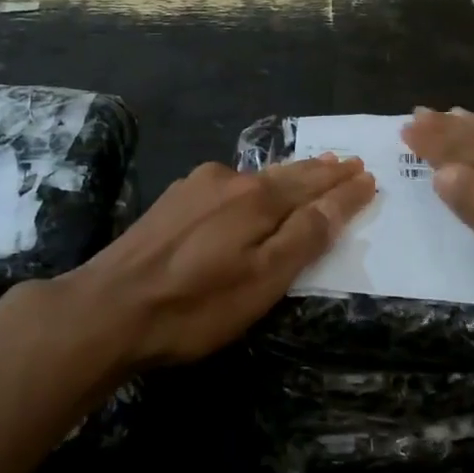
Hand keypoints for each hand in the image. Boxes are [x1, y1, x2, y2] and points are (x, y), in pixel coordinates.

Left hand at [59, 155, 375, 368]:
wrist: (105, 309)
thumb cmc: (195, 305)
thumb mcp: (262, 280)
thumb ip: (305, 236)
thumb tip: (344, 196)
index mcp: (257, 198)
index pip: (314, 186)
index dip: (343, 184)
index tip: (367, 175)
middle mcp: (228, 180)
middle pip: (286, 174)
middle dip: (319, 170)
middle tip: (346, 162)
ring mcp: (195, 187)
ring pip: (255, 177)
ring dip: (287, 176)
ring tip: (309, 170)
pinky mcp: (171, 202)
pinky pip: (228, 185)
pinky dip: (253, 185)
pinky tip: (251, 188)